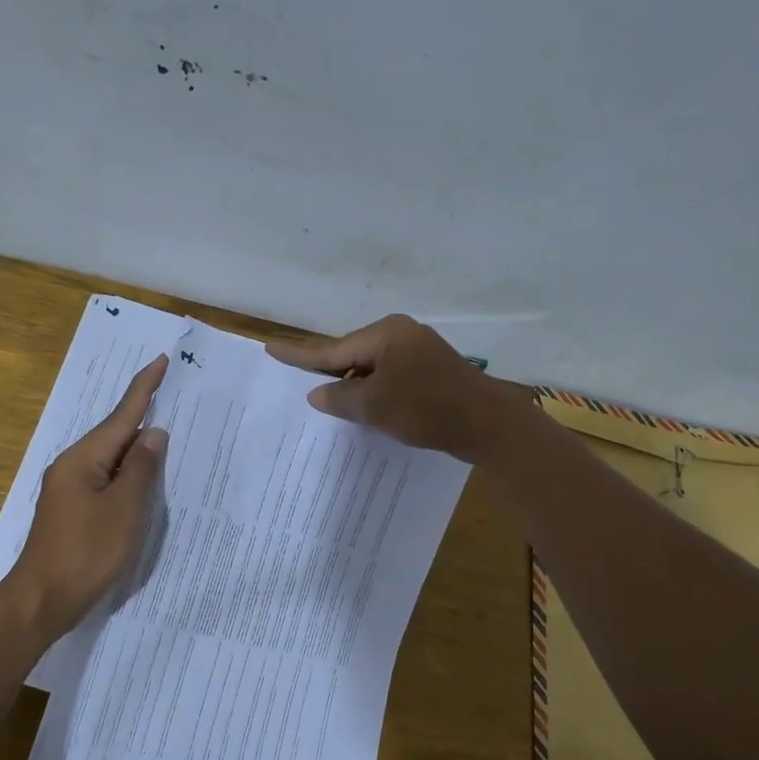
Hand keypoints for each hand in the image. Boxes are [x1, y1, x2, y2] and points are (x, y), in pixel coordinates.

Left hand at [5, 354, 169, 637]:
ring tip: (165, 432)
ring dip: (137, 446)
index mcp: (83, 459)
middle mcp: (72, 465)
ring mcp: (70, 488)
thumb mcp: (123, 510)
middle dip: (142, 414)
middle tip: (172, 394)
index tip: (160, 360)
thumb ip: (141, 469)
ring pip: (111, 457)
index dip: (144, 388)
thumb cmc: (86, 553)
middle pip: (114, 433)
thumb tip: (154, 433)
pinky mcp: (73, 508)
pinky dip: (127, 472)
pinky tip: (142, 477)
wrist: (42, 600)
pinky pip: (106, 478)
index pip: (121, 416)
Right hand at [267, 315, 517, 461]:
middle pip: (351, 356)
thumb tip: (317, 393)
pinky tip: (363, 410)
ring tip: (326, 403)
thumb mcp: (374, 405)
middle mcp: (401, 335)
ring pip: (371, 369)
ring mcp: (419, 353)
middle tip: (295, 381)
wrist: (488, 425)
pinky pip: (389, 379)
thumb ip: (340, 397)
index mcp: (385, 334)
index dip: (299, 355)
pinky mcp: (431, 374)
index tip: (270, 348)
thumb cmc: (426, 408)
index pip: (332, 348)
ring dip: (352, 387)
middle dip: (327, 372)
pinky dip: (374, 393)